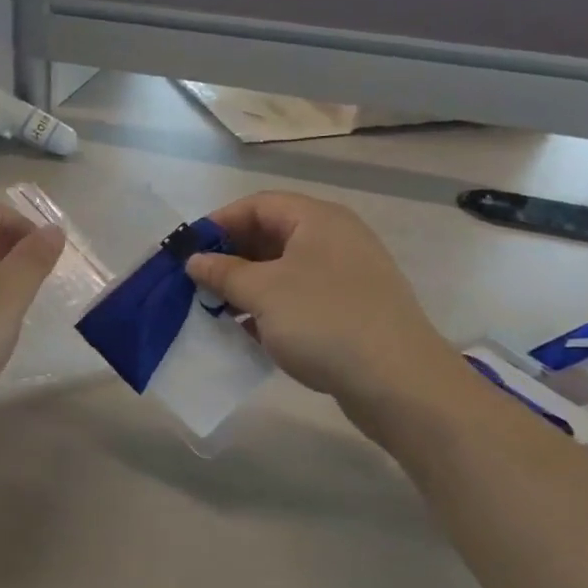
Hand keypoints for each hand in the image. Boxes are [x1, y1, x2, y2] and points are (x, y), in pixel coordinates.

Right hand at [185, 192, 465, 429]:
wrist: (399, 382)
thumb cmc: (324, 321)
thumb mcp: (263, 292)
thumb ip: (223, 272)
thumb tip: (196, 260)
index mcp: (317, 219)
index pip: (258, 205)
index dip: (219, 222)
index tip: (188, 251)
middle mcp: (335, 239)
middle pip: (271, 235)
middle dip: (231, 257)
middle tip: (198, 282)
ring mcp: (347, 276)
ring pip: (284, 270)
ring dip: (248, 286)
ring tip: (217, 309)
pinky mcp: (352, 310)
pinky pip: (301, 297)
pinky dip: (272, 308)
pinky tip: (249, 332)